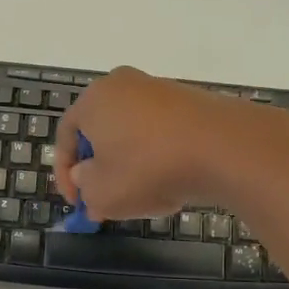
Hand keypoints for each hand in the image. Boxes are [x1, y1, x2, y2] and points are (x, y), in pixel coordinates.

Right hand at [55, 67, 266, 220]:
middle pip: (101, 131)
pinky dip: (159, 157)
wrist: (223, 147)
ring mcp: (160, 89)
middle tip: (105, 199)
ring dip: (131, 165)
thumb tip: (86, 176)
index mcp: (94, 99)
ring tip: (143, 197)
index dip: (65, 174)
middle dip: (101, 169)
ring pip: (133, 133)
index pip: (65, 135)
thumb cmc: (149, 168)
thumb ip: (85, 188)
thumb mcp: (103, 194)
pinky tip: (172, 183)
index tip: (77, 203)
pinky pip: (163, 132)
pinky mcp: (191, 101)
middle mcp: (124, 85)